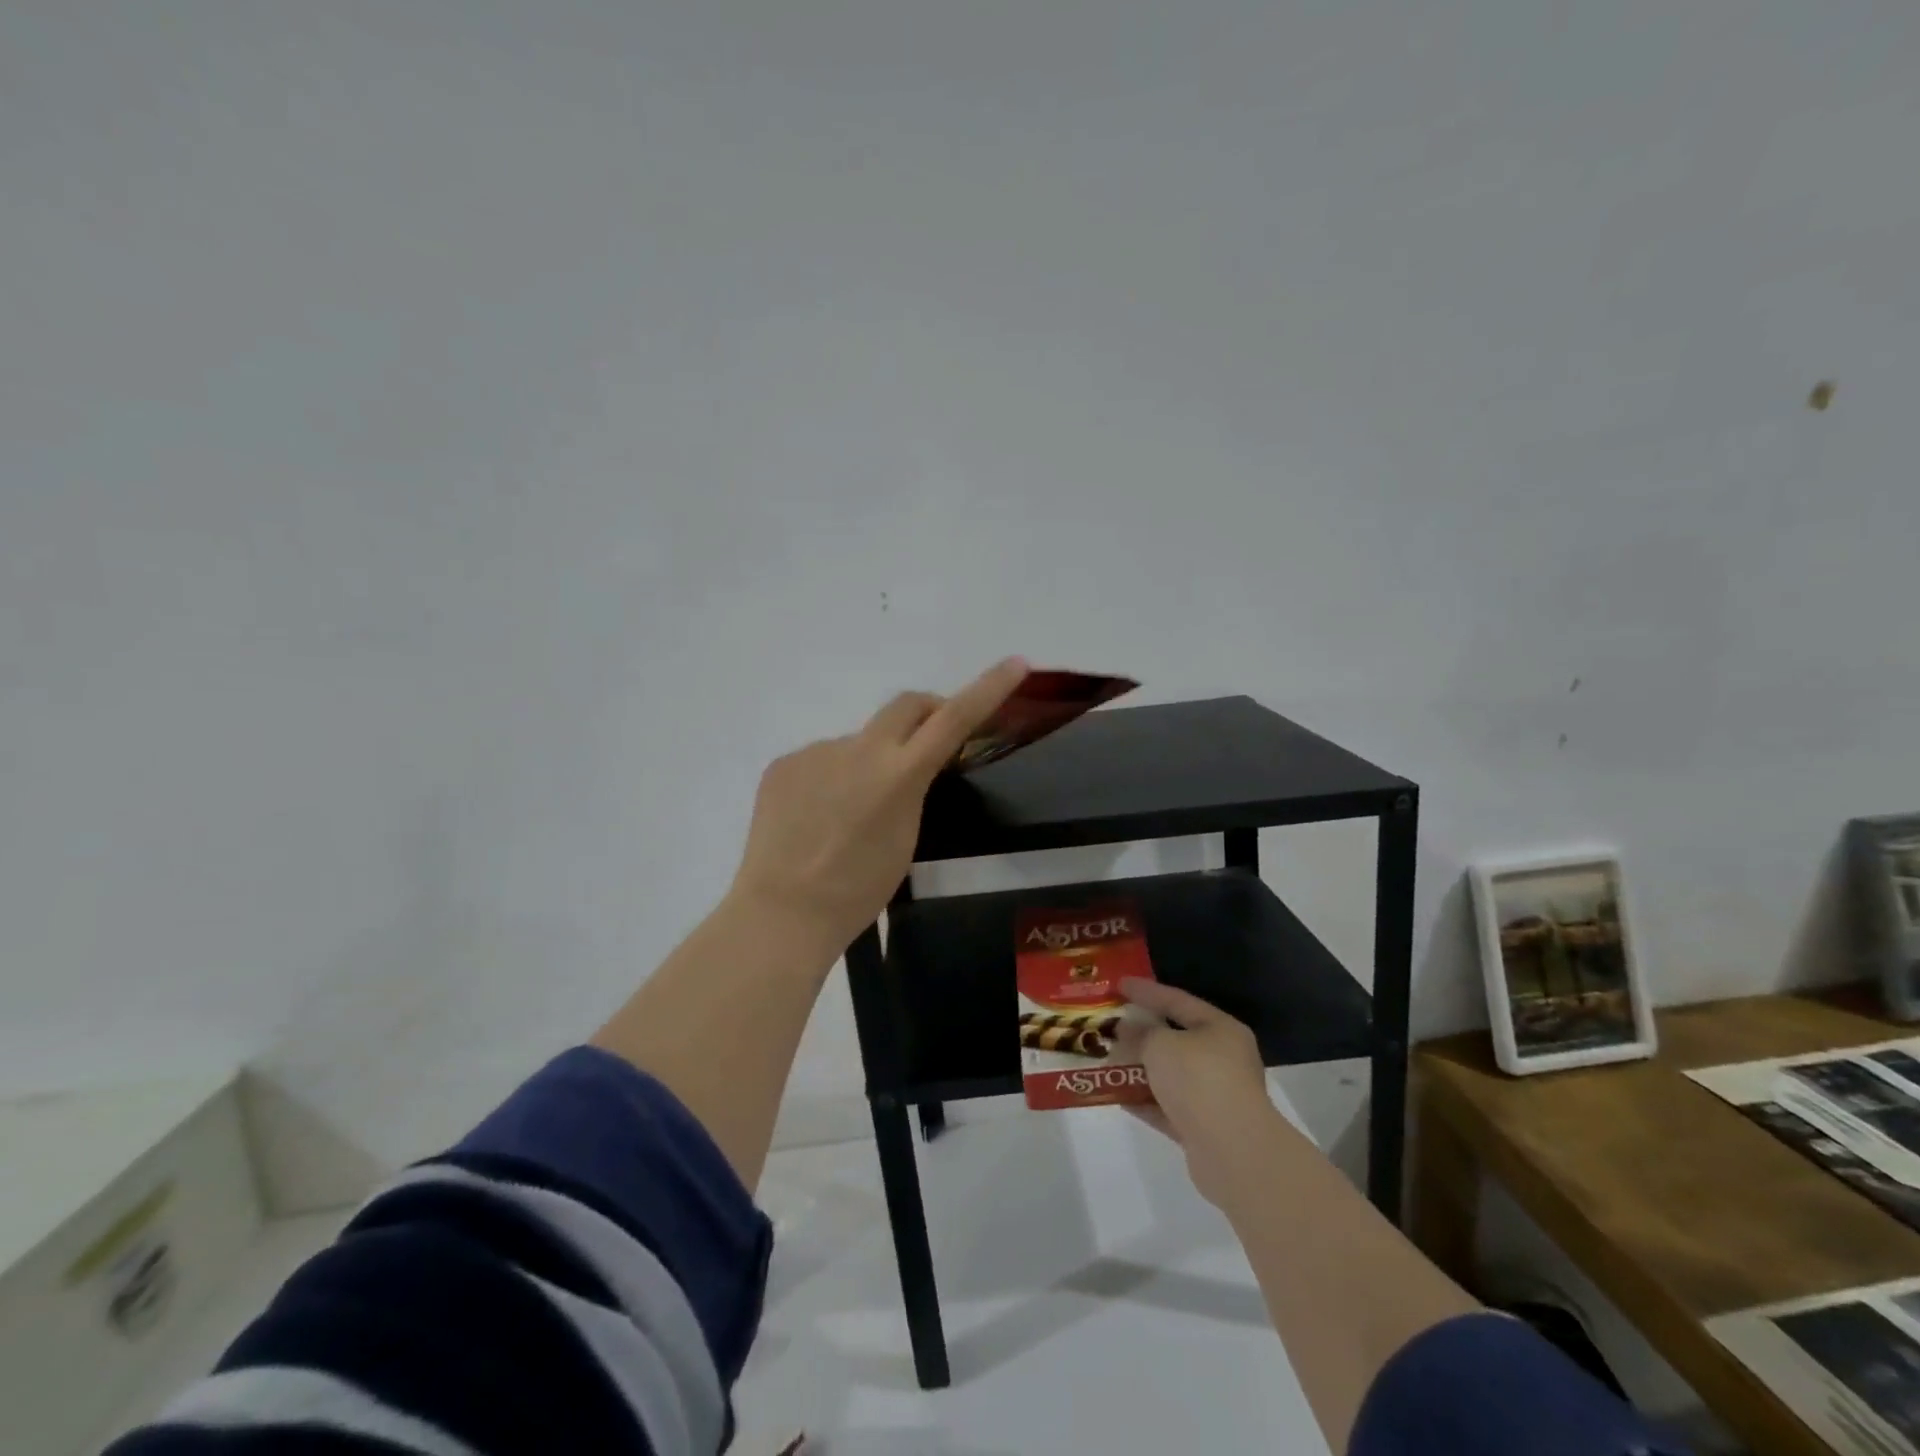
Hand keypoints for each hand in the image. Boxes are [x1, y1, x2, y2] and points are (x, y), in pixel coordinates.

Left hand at [729, 657, 1027, 950]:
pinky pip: (820, 762)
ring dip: (867, 763)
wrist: (782, 912)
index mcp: (898, 775)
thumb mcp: (906, 839)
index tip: (1015, 664)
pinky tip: (816, 818)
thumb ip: (912, 790)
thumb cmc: (857, 890)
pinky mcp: (784, 763)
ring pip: (858, 743)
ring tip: (849, 815)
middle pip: (905, 705)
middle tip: (930, 740)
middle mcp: (859, 750)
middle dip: (926, 712)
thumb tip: (902, 765)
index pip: (954, 719)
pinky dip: (829, 781)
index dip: (988, 688)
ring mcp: (816, 752)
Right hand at [1114, 979, 1278, 1205]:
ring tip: (1107, 1061)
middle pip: (1175, 1040)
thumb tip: (1126, 1030)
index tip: (1118, 985)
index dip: (1146, 991)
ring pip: (1170, 1076)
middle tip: (1110, 1026)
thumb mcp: (1161, 1045)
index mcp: (1221, 1030)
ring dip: (1140, 1070)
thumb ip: (1140, 1034)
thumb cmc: (1199, 1080)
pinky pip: (1167, 1107)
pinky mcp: (1204, 1130)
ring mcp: (1215, 1097)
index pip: (1178, 1000)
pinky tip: (1116, 1096)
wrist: (1233, 1152)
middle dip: (1141, 1034)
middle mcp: (1223, 1060)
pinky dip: (1144, 1101)